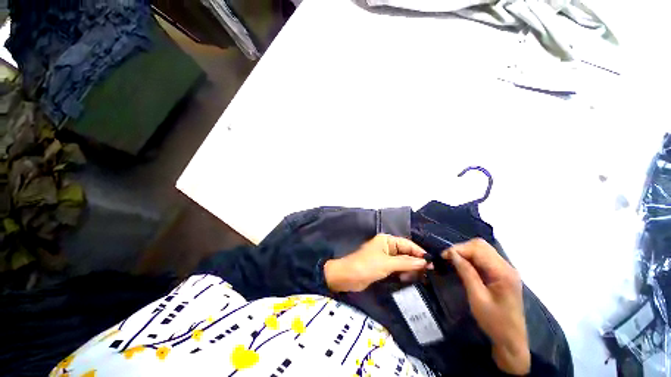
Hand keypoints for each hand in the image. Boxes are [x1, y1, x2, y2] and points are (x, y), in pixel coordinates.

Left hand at [324, 234, 429, 292]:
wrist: (347, 277)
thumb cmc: (366, 266)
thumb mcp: (387, 263)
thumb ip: (406, 262)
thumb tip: (425, 262)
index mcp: (387, 240)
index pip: (407, 244)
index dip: (419, 252)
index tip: (432, 263)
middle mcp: (387, 246)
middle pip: (405, 252)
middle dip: (415, 262)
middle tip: (428, 273)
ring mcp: (385, 257)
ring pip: (402, 261)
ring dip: (410, 268)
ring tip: (419, 277)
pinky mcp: (383, 267)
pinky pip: (397, 268)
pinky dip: (403, 273)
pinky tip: (408, 279)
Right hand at [442, 239, 529, 375]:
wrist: (511, 340)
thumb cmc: (494, 322)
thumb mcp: (477, 298)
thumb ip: (466, 273)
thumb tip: (452, 254)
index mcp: (503, 272)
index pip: (478, 249)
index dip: (458, 249)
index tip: (443, 256)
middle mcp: (507, 266)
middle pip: (481, 245)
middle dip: (461, 248)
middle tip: (448, 258)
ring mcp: (506, 269)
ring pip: (482, 249)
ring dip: (465, 252)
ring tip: (453, 260)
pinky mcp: (502, 274)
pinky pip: (484, 257)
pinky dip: (471, 257)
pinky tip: (463, 265)